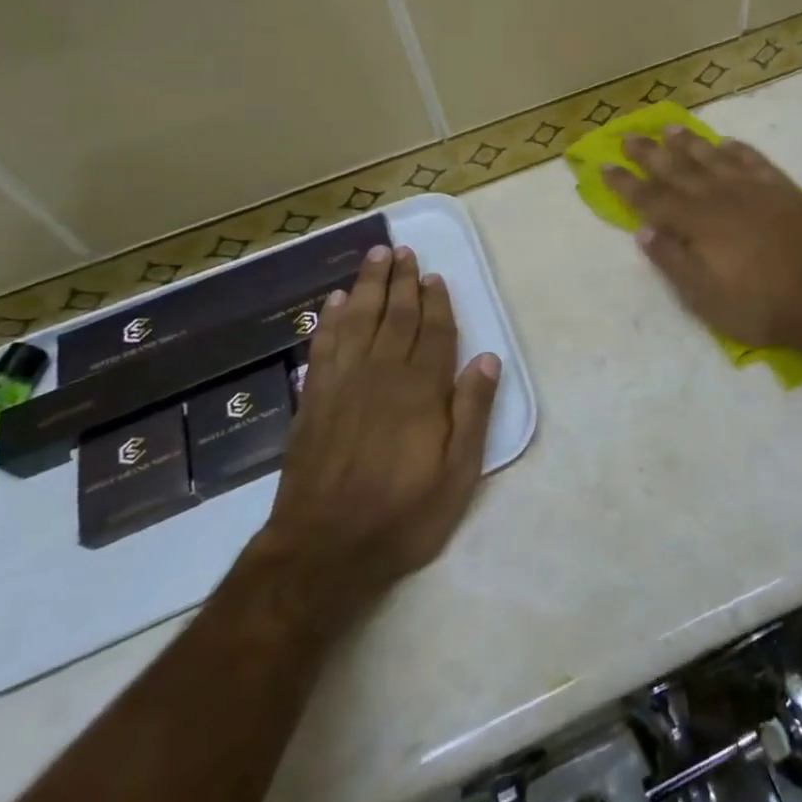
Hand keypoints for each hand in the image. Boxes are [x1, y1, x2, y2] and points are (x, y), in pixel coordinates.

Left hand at [259, 244, 500, 609]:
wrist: (322, 550)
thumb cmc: (401, 515)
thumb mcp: (456, 475)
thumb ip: (472, 412)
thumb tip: (488, 359)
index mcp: (420, 390)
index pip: (433, 332)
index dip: (436, 302)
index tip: (434, 276)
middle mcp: (382, 374)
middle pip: (395, 315)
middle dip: (401, 281)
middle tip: (403, 251)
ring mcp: (343, 383)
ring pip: (358, 319)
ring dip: (368, 285)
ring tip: (375, 257)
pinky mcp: (314, 399)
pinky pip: (324, 345)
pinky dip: (330, 319)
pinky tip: (334, 301)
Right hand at [602, 127, 801, 352]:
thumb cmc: (759, 305)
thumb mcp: (704, 297)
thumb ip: (672, 260)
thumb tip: (642, 230)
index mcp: (695, 223)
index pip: (650, 198)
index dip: (626, 184)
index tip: (605, 166)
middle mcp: (718, 196)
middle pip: (676, 169)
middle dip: (649, 154)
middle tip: (629, 136)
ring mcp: (752, 188)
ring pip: (712, 157)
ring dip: (689, 143)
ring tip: (669, 128)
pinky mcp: (782, 188)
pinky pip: (753, 159)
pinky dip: (737, 149)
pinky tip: (726, 142)